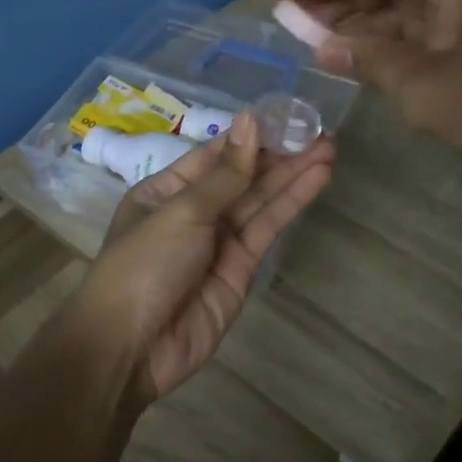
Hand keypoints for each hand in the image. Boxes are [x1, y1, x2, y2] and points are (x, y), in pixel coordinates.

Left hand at [76, 114, 335, 405]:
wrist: (132, 346)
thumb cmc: (144, 265)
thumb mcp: (182, 211)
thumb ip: (225, 173)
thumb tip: (250, 121)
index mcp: (165, 191)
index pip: (214, 155)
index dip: (250, 136)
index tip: (288, 115)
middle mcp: (194, 212)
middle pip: (243, 177)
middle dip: (280, 154)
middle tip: (321, 130)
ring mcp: (219, 242)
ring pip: (261, 201)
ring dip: (293, 175)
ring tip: (330, 147)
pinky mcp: (241, 269)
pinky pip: (267, 228)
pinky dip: (291, 204)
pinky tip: (316, 178)